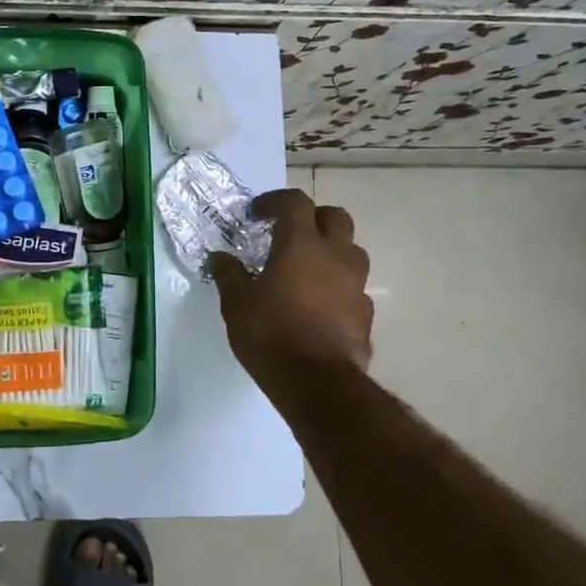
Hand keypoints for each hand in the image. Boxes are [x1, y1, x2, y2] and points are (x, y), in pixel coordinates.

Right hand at [210, 188, 372, 389]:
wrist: (318, 383)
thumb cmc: (271, 335)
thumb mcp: (237, 304)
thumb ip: (229, 275)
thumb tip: (219, 257)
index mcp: (301, 244)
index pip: (294, 202)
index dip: (274, 201)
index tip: (256, 214)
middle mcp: (335, 255)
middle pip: (334, 217)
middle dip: (312, 218)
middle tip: (289, 234)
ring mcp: (356, 284)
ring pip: (350, 251)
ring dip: (330, 251)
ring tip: (307, 270)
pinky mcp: (366, 313)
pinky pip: (354, 288)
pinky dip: (338, 287)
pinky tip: (320, 306)